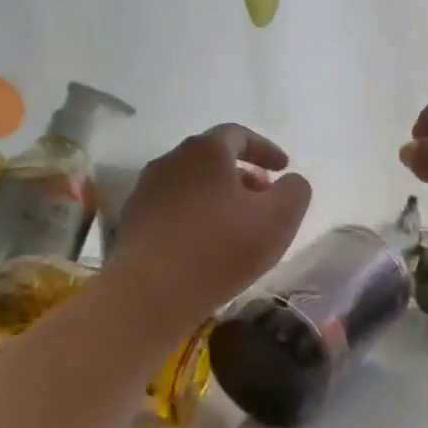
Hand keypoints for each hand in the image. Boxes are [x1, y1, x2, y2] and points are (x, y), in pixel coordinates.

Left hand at [105, 124, 311, 323]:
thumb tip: (291, 182)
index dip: (265, 149)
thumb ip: (294, 191)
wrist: (149, 293)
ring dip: (218, 198)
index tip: (284, 168)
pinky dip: (196, 219)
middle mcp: (170, 161)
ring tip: (238, 227)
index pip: (238, 135)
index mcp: (205, 150)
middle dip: (242, 175)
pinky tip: (207, 247)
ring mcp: (146, 192)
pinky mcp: (133, 224)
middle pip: (212, 159)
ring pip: (191, 186)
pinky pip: (173, 211)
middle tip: (263, 199)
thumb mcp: (278, 218)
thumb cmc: (220, 247)